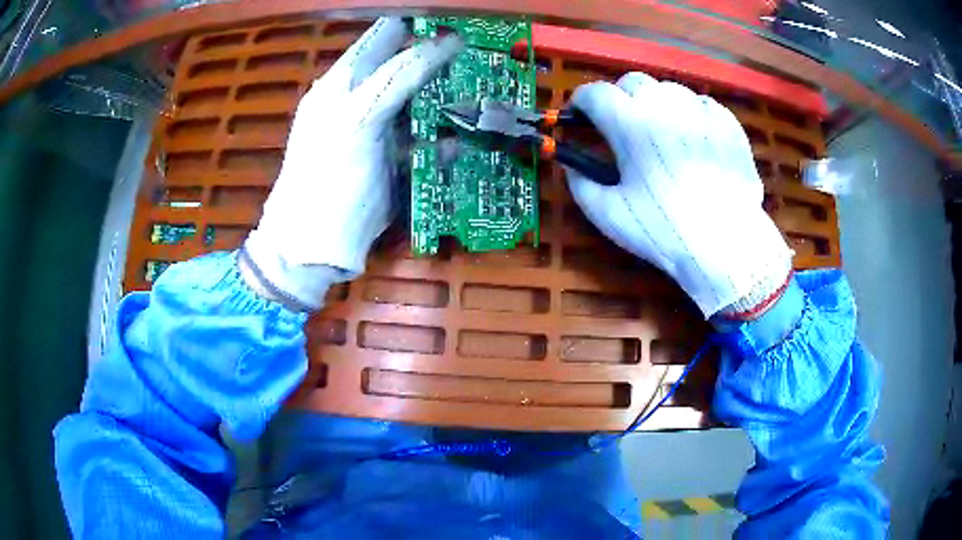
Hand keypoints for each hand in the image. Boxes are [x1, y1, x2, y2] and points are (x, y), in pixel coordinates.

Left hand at [242, 18, 461, 310]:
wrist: (314, 246)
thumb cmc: (327, 177)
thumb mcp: (359, 118)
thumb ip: (397, 77)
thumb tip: (445, 41)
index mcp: (344, 81)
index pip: (386, 35)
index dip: (420, 24)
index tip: (459, 21)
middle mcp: (361, 99)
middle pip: (406, 65)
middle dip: (440, 58)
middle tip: (479, 54)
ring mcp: (376, 131)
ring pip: (419, 101)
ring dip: (447, 96)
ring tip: (481, 89)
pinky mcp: (390, 162)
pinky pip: (422, 141)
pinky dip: (442, 140)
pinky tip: (460, 142)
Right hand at [566, 73, 792, 317]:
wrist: (726, 245)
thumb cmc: (663, 230)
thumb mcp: (608, 214)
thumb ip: (580, 183)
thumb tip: (572, 165)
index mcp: (629, 122)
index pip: (594, 93)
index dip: (581, 103)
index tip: (581, 118)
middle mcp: (663, 104)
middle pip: (632, 82)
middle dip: (620, 98)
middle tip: (623, 126)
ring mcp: (699, 109)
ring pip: (668, 89)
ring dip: (656, 104)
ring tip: (662, 133)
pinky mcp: (727, 122)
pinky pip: (701, 104)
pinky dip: (690, 115)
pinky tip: (694, 140)